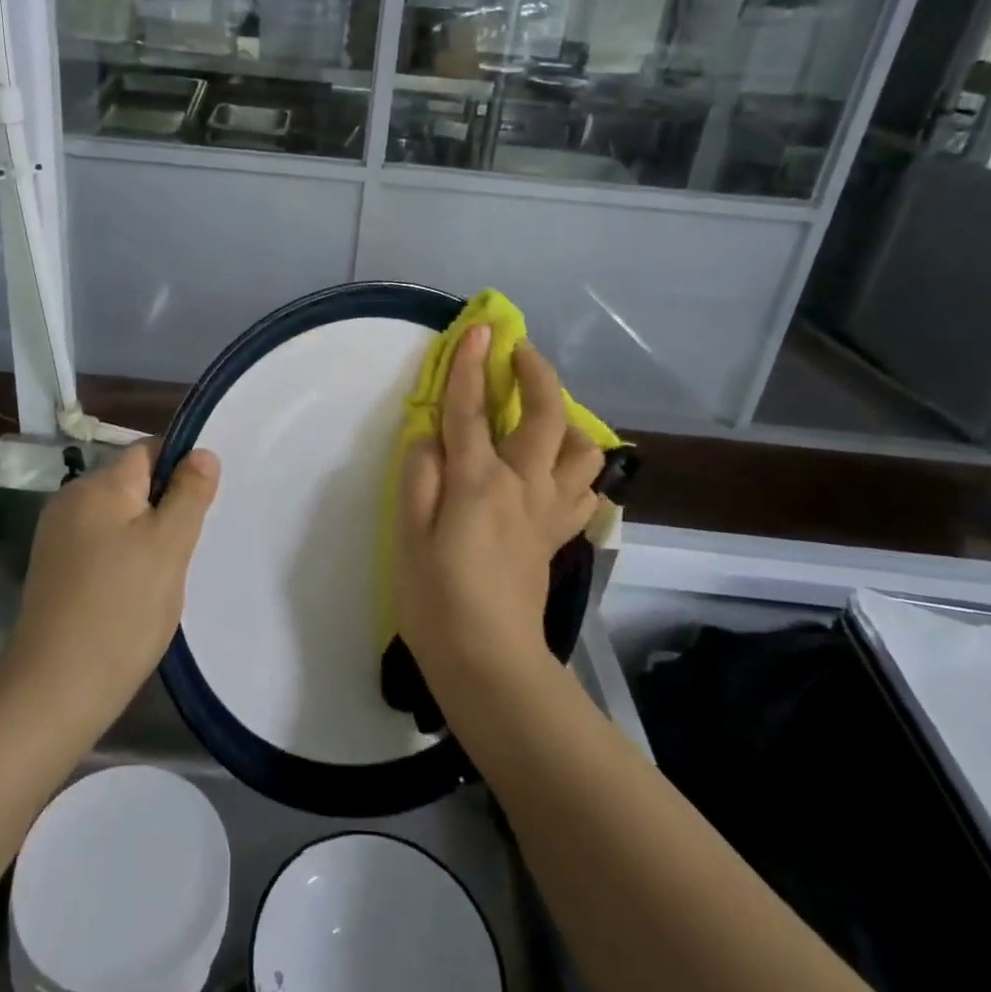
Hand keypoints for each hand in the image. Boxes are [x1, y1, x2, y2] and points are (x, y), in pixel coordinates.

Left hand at [0, 442, 219, 727]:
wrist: (54, 690)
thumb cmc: (122, 610)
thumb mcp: (170, 546)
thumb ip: (189, 493)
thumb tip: (201, 452)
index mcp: (99, 486)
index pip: (150, 451)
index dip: (182, 468)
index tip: (202, 507)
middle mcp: (71, 500)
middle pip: (133, 484)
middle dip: (165, 508)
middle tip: (185, 550)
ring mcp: (57, 537)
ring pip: (119, 518)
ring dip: (145, 537)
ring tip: (162, 577)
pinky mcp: (53, 570)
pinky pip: (100, 545)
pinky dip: (123, 559)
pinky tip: (133, 594)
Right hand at [395, 325, 602, 685]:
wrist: (489, 662)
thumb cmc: (435, 599)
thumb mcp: (407, 535)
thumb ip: (419, 476)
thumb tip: (430, 437)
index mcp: (478, 482)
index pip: (472, 409)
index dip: (470, 365)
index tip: (477, 328)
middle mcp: (522, 486)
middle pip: (545, 416)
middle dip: (537, 373)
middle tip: (520, 352)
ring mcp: (548, 512)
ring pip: (582, 451)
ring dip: (568, 420)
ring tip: (545, 415)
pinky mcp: (557, 535)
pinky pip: (583, 491)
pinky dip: (577, 468)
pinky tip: (557, 469)